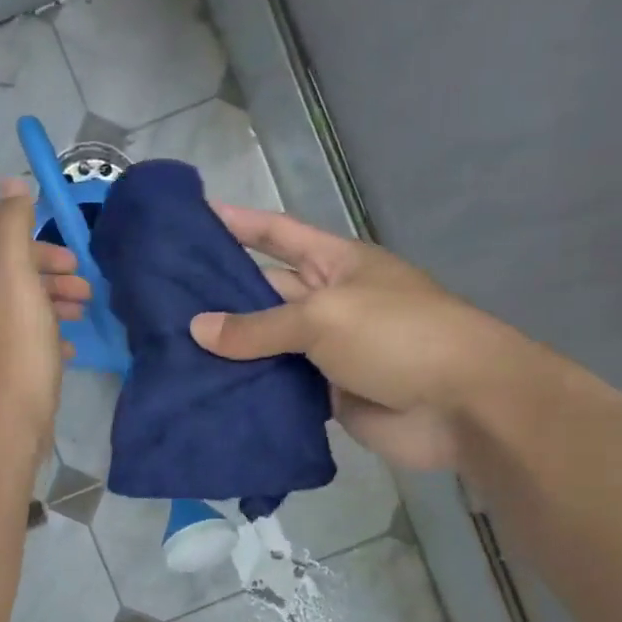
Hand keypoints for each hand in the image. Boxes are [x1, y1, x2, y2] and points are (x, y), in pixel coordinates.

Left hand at [0, 179, 90, 448]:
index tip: (77, 266)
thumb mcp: (19, 278)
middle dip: (55, 282)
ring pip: (26, 314)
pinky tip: (70, 349)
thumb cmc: (18, 346)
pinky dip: (51, 339)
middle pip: (19, 283)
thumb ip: (16, 228)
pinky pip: (30, 344)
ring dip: (57, 308)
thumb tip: (13, 181)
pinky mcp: (4, 373)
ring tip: (84, 317)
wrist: (11, 418)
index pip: (9, 253)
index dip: (45, 254)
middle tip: (87, 292)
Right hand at [190, 205, 507, 472]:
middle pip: (264, 294)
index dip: (239, 223)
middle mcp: (328, 303)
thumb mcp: (324, 317)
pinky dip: (250, 392)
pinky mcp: (327, 397)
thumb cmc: (398, 336)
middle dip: (219, 298)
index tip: (194, 216)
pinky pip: (280, 390)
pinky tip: (207, 395)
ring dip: (228, 352)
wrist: (461, 405)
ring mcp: (327, 353)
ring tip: (170, 352)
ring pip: (267, 348)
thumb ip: (259, 327)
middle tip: (160, 302)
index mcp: (335, 264)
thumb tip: (198, 329)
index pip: (277, 235)